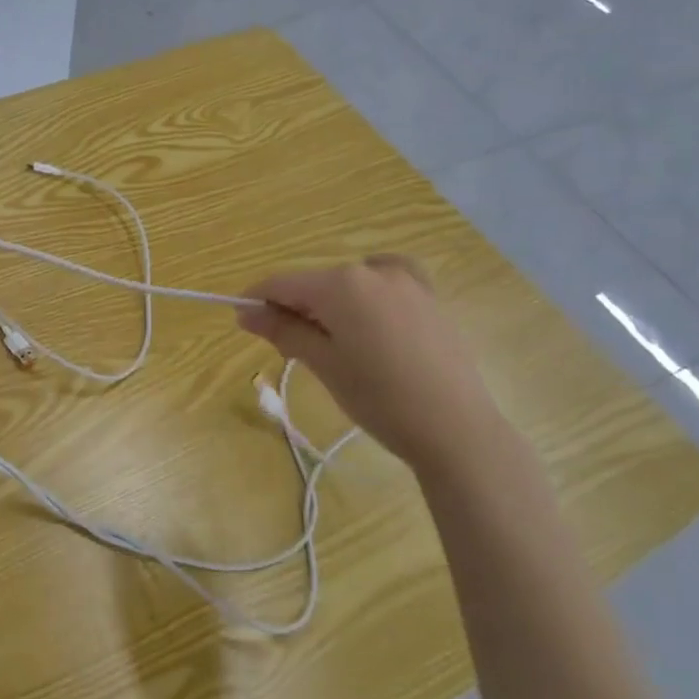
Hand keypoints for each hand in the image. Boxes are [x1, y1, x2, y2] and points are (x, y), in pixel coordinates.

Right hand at [237, 255, 505, 477]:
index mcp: (340, 284)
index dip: (258, 299)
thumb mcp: (323, 364)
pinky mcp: (430, 297)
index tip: (244, 322)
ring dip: (330, 306)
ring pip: (349, 284)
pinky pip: (387, 282)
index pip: (283, 283)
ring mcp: (406, 281)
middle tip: (290, 351)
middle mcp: (371, 271)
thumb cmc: (379, 397)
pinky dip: (368, 293)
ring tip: (333, 346)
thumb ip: (283, 330)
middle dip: (295, 309)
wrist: (455, 428)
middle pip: (316, 283)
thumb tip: (245, 312)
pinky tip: (370, 313)